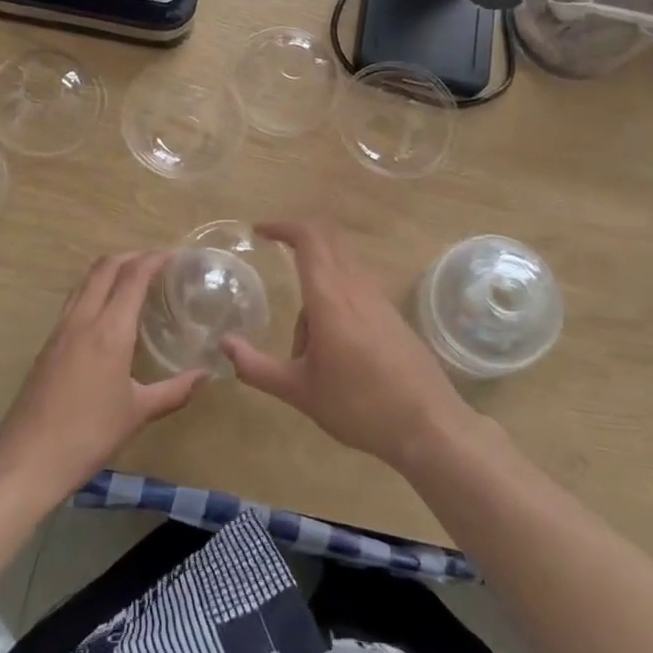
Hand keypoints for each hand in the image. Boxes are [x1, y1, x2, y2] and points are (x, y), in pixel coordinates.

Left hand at [0, 251, 209, 498]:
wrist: (28, 460)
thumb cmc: (89, 435)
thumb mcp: (138, 413)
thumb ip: (175, 390)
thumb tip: (206, 375)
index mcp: (109, 331)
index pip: (133, 277)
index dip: (154, 259)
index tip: (174, 256)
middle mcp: (83, 319)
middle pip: (105, 267)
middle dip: (131, 256)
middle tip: (156, 262)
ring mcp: (60, 330)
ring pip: (85, 281)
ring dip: (109, 270)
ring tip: (133, 279)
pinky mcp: (47, 344)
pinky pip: (74, 301)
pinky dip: (94, 290)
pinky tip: (107, 312)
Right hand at [221, 221, 473, 475]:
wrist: (429, 426)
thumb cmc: (359, 407)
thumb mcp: (300, 392)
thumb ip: (256, 367)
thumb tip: (224, 344)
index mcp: (330, 299)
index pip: (308, 240)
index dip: (283, 227)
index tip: (259, 231)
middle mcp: (356, 288)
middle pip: (328, 240)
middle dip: (298, 239)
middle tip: (275, 250)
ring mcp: (379, 299)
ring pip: (340, 269)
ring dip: (316, 287)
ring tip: (305, 351)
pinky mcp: (391, 315)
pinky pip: (355, 289)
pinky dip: (334, 301)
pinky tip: (333, 352)